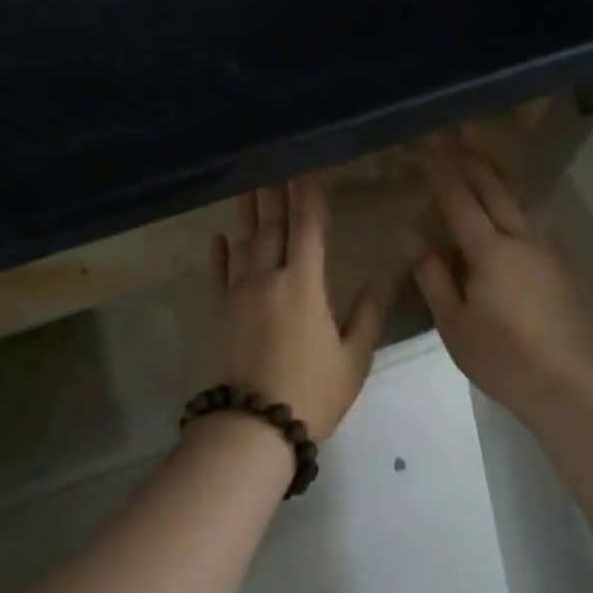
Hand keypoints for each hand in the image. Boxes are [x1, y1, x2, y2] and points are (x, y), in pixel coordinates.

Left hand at [209, 179, 385, 440]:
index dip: (308, 196)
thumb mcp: (353, 360)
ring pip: (244, 243)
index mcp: (304, 284)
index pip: (307, 228)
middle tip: (274, 165)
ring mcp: (237, 293)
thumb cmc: (310, 393)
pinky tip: (218, 237)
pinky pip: (217, 275)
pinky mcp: (217, 312)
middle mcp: (268, 277)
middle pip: (272, 226)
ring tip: (249, 186)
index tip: (306, 170)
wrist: (251, 428)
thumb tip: (375, 282)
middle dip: (276, 194)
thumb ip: (366, 317)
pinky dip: (219, 254)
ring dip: (247, 213)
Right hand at [414, 145, 592, 415]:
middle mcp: (521, 240)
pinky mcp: (564, 268)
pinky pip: (538, 220)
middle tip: (460, 140)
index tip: (434, 151)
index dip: (447, 175)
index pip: (463, 203)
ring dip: (503, 178)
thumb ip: (436, 282)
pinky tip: (518, 207)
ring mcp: (548, 252)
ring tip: (489, 162)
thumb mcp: (455, 327)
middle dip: (476, 164)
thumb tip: (420, 246)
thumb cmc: (503, 359)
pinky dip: (521, 202)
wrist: (570, 386)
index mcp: (490, 252)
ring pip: (523, 202)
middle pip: (497, 192)